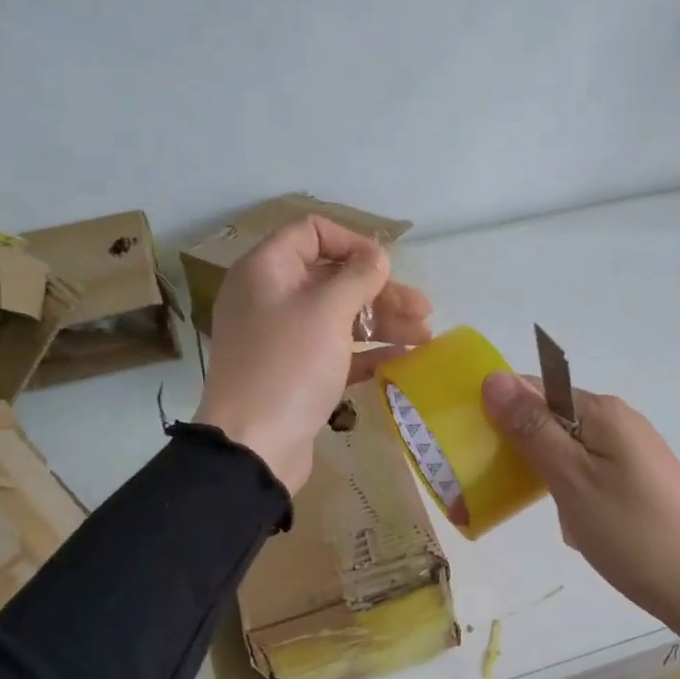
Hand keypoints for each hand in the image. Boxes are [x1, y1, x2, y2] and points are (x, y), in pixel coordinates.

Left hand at [196, 217, 432, 492]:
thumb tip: (376, 257)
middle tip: (424, 310)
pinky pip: (336, 352)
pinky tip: (403, 360)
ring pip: (339, 317)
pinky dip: (367, 353)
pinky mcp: (294, 374)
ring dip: (382, 323)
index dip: (353, 243)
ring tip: (425, 337)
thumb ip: (357, 278)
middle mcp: (271, 298)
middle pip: (333, 279)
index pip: (311, 233)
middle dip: (381, 292)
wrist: (254, 446)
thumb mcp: (327, 312)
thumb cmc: (289, 366)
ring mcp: (282, 339)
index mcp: (267, 271)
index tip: (386, 266)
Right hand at [481, 372, 679, 647]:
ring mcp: (632, 451)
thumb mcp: (572, 480)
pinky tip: (572, 521)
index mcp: (602, 411)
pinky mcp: (638, 479)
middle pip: (551, 417)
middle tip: (500, 487)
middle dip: (521, 447)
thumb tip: (493, 377)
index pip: (535, 388)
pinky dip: (569, 490)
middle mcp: (619, 420)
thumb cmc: (632, 533)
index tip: (476, 447)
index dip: (501, 410)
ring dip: (545, 473)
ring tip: (540, 510)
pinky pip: (588, 470)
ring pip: (567, 448)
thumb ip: (532, 429)